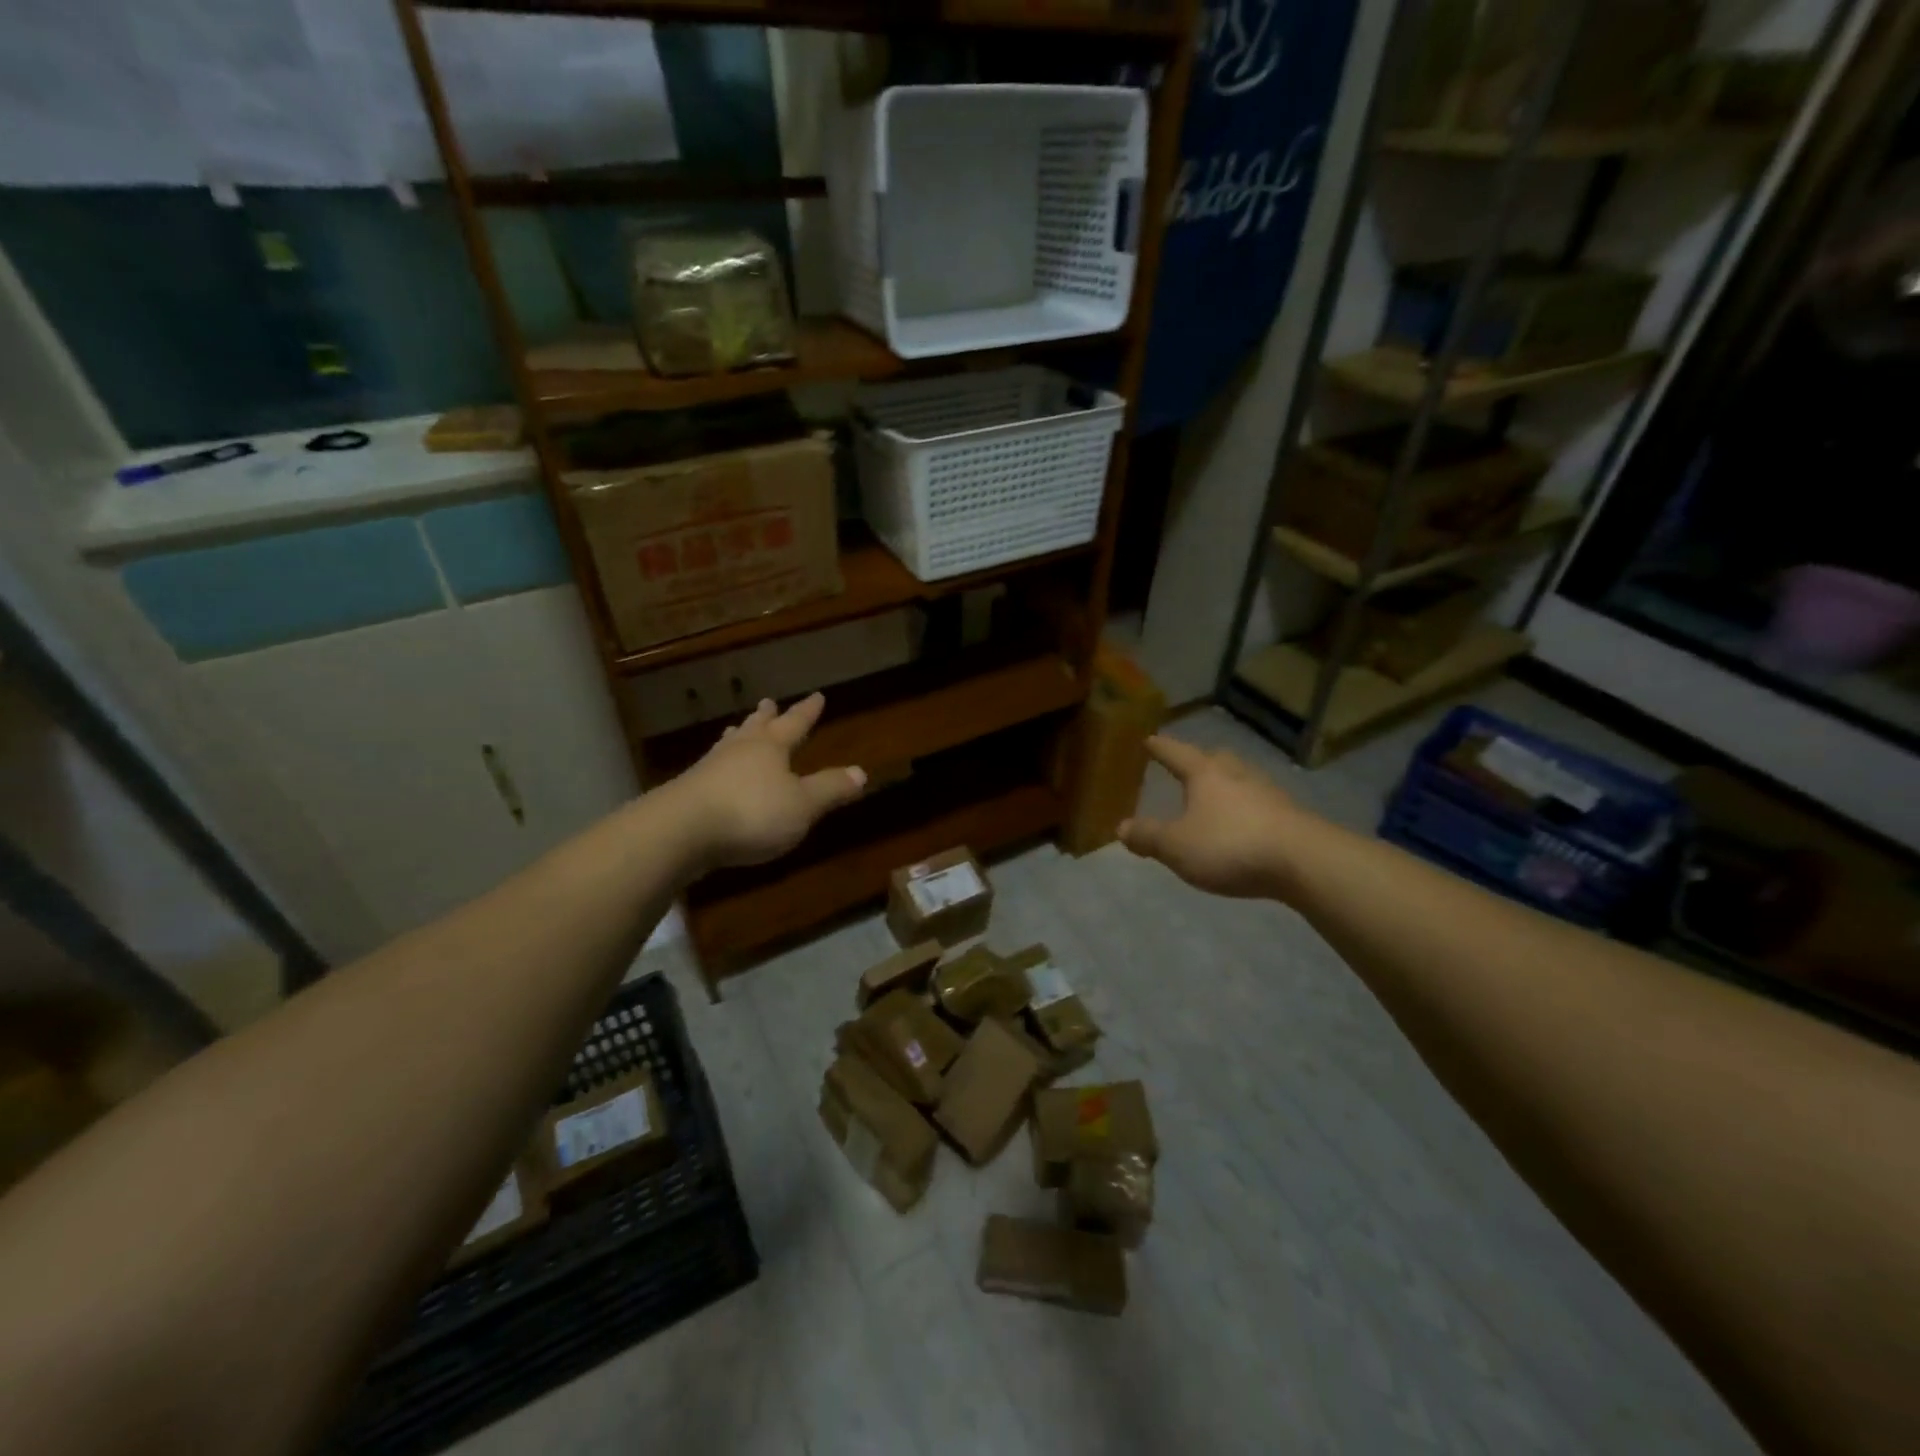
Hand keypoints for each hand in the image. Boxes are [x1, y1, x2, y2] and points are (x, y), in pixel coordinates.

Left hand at [667, 694, 865, 870]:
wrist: (681, 831)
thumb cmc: (752, 812)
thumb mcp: (802, 805)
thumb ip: (830, 789)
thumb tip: (861, 772)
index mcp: (770, 747)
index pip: (795, 724)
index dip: (807, 712)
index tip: (817, 696)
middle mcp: (739, 750)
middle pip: (756, 727)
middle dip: (767, 716)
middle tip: (768, 702)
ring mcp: (710, 769)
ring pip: (729, 745)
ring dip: (738, 736)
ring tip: (737, 728)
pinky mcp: (689, 792)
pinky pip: (712, 768)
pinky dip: (720, 764)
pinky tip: (715, 772)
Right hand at [1119, 737, 1313, 899]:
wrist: (1304, 861)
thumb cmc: (1230, 846)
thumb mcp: (1176, 846)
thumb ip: (1148, 836)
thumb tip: (1122, 828)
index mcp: (1205, 774)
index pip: (1176, 754)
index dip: (1161, 748)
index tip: (1149, 739)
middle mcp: (1237, 774)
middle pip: (1214, 758)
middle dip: (1198, 760)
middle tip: (1187, 764)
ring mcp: (1268, 793)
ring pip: (1240, 778)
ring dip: (1225, 782)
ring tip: (1215, 793)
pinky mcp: (1290, 815)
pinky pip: (1259, 802)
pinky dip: (1245, 806)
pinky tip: (1243, 821)